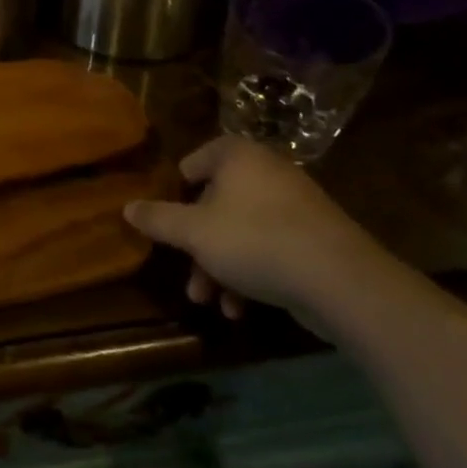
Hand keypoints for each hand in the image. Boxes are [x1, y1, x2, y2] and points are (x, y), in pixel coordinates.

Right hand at [123, 136, 385, 332]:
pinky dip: (250, 274)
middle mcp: (268, 173)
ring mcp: (295, 207)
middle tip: (185, 272)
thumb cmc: (254, 241)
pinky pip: (270, 249)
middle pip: (217, 203)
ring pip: (242, 232)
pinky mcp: (315, 240)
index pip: (198, 158)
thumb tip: (126, 207)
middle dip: (196, 243)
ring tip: (208, 300)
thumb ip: (158, 219)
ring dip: (219, 267)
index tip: (166, 215)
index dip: (178, 185)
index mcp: (238, 158)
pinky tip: (239, 309)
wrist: (339, 280)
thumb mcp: (193, 232)